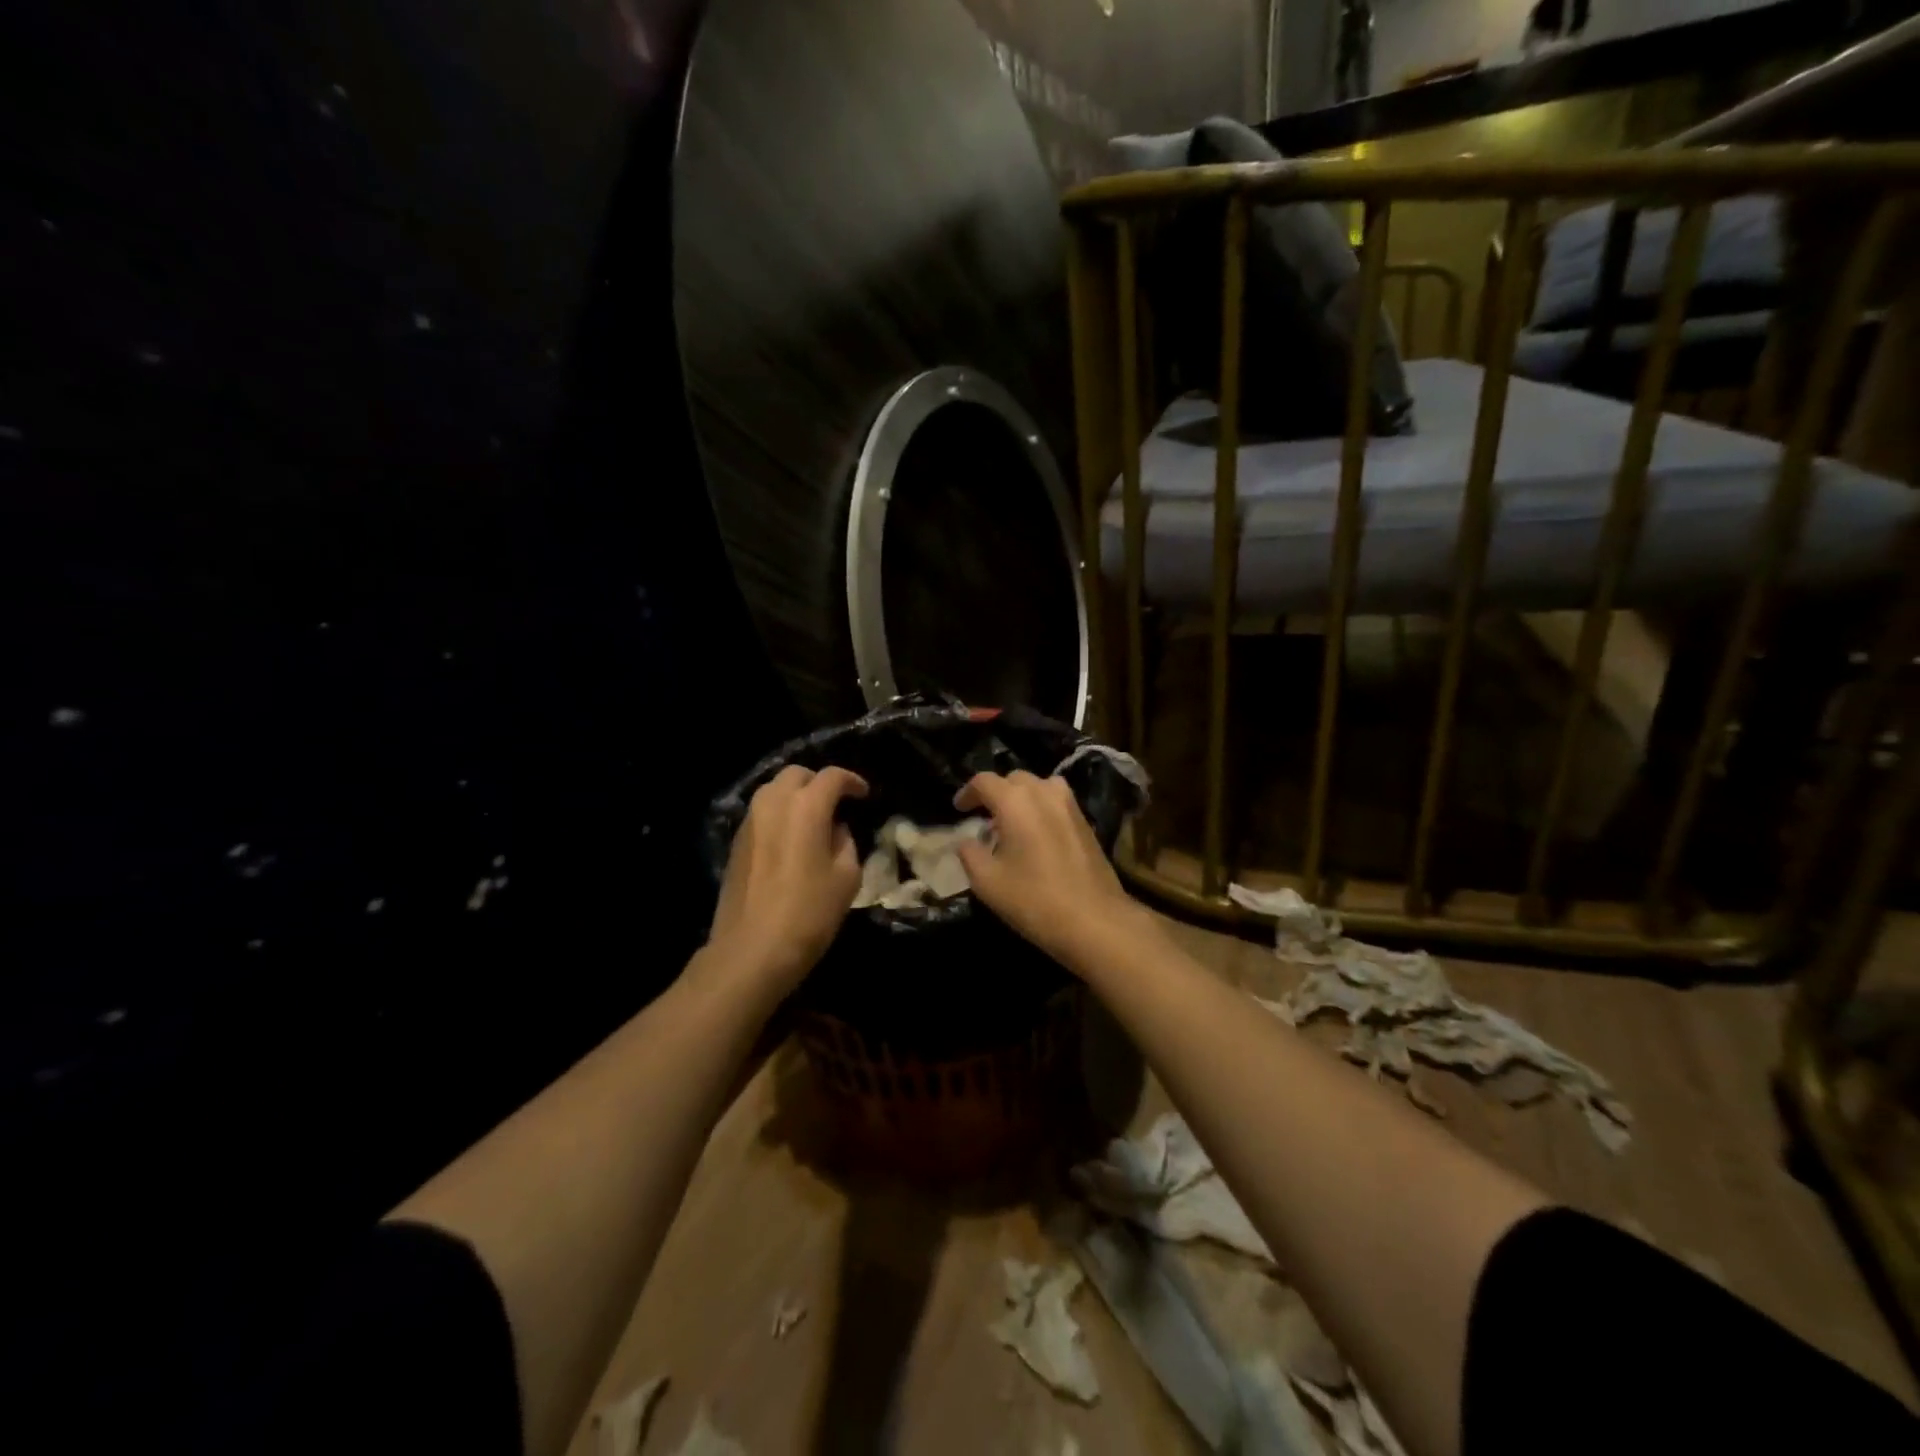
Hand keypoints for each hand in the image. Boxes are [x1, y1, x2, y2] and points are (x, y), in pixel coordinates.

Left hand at [707, 765, 868, 995]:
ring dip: (795, 796)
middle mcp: (773, 804)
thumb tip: (835, 830)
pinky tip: (790, 839)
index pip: (832, 777)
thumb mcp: (847, 878)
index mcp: (805, 807)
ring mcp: (749, 822)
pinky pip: (761, 814)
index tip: (864, 794)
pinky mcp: (735, 843)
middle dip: (818, 782)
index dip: (852, 781)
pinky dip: (778, 815)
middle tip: (836, 802)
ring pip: (773, 791)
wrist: (751, 950)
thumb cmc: (809, 913)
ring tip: (813, 819)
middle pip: (796, 774)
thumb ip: (846, 843)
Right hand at [954, 770, 1150, 973]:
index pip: (984, 781)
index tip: (958, 810)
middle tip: (983, 818)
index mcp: (1015, 801)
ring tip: (1011, 824)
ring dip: (1021, 798)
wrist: (1095, 920)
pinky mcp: (1085, 822)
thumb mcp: (987, 882)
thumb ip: (969, 854)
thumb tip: (967, 841)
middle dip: (995, 793)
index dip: (967, 792)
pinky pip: (1056, 802)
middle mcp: (1044, 792)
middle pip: (1013, 779)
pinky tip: (1036, 836)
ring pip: (1039, 787)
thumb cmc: (1034, 899)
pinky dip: (1040, 808)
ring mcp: (1069, 805)